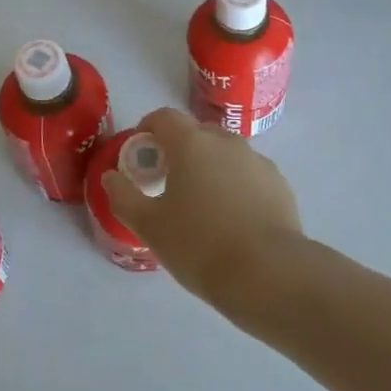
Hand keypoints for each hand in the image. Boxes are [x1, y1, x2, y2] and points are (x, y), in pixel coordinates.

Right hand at [102, 107, 304, 310]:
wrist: (267, 273)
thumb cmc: (199, 245)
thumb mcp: (150, 226)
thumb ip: (124, 196)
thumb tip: (111, 177)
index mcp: (192, 143)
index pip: (164, 117)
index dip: (148, 129)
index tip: (141, 154)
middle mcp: (227, 142)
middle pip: (196, 133)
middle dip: (179, 150)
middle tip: (168, 183)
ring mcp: (257, 160)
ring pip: (225, 153)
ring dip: (210, 167)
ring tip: (203, 205)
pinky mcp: (279, 183)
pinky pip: (248, 174)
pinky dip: (236, 185)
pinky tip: (233, 220)